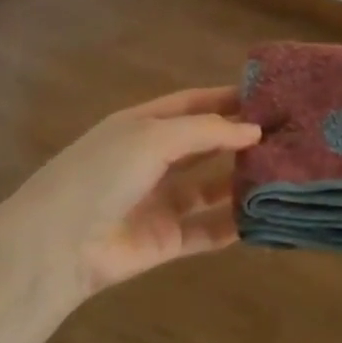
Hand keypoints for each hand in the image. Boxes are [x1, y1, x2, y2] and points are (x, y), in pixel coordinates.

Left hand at [0, 86, 261, 293]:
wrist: (57, 244)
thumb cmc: (103, 173)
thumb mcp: (154, 137)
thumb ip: (206, 131)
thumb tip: (253, 130)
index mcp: (142, 125)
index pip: (191, 104)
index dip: (226, 99)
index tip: (266, 98)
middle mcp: (152, 159)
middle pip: (203, 144)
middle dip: (238, 139)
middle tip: (284, 136)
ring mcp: (159, 201)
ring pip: (209, 187)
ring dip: (240, 181)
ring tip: (282, 173)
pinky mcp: (166, 240)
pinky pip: (207, 229)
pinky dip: (233, 224)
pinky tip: (264, 217)